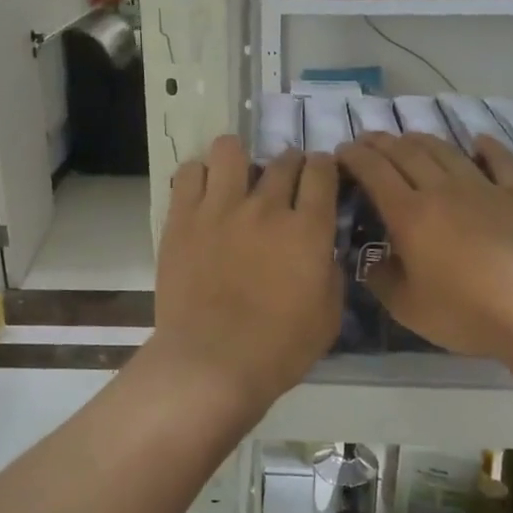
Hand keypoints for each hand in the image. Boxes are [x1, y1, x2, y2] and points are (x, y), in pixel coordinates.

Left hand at [150, 136, 340, 417]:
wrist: (211, 363)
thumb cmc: (278, 349)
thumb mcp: (328, 316)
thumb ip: (330, 271)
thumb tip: (322, 248)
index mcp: (308, 229)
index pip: (322, 172)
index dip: (325, 166)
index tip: (321, 173)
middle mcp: (266, 207)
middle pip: (282, 160)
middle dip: (290, 164)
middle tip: (284, 182)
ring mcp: (219, 208)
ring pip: (230, 149)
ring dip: (240, 157)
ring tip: (237, 176)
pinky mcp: (182, 218)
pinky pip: (189, 173)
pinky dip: (199, 175)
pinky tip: (204, 193)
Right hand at [336, 132, 512, 358]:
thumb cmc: (464, 312)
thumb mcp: (407, 307)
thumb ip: (382, 279)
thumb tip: (372, 261)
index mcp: (409, 214)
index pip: (374, 172)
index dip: (355, 157)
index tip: (342, 151)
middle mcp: (441, 190)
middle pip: (406, 153)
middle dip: (381, 142)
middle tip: (367, 139)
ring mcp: (483, 188)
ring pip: (446, 151)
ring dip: (422, 139)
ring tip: (408, 138)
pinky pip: (500, 161)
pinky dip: (487, 147)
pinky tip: (478, 140)